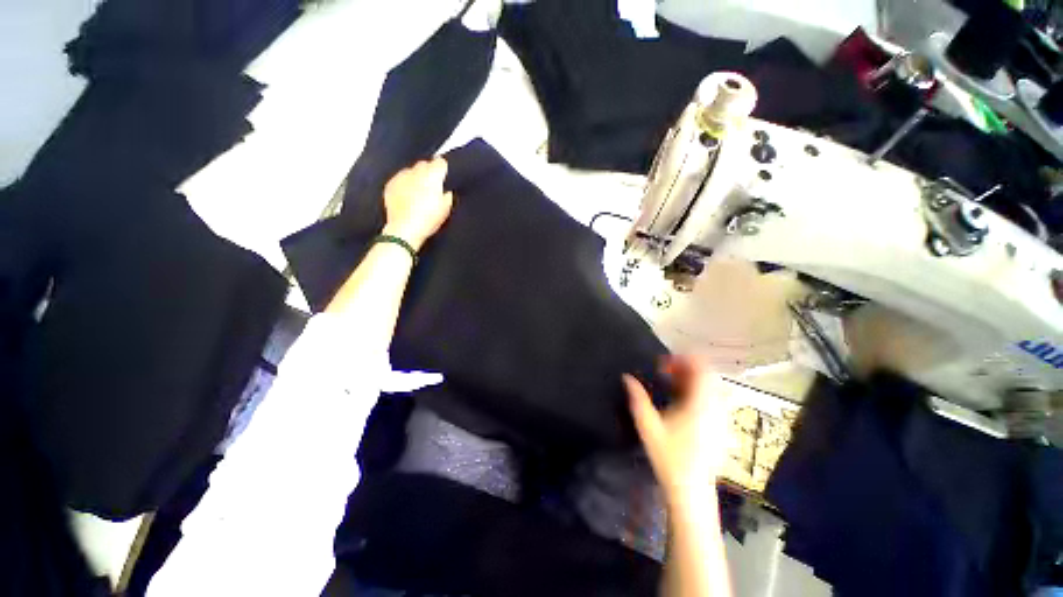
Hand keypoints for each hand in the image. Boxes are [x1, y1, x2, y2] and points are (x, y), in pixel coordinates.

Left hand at [382, 158, 454, 250]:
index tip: (444, 176)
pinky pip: (400, 179)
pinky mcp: (390, 184)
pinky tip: (407, 196)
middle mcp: (416, 172)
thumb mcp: (445, 209)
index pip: (440, 162)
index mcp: (432, 177)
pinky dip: (404, 184)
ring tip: (418, 192)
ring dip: (415, 178)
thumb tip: (446, 191)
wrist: (404, 229)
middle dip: (428, 172)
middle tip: (431, 185)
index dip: (443, 169)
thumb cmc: (428, 220)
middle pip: (424, 164)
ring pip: (410, 171)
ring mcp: (401, 177)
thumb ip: (447, 195)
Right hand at [624, 357, 732, 507]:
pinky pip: (714, 398)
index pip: (701, 368)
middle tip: (665, 372)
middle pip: (707, 374)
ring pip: (712, 386)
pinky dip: (699, 391)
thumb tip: (627, 377)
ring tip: (671, 385)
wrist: (692, 491)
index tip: (662, 364)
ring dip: (692, 379)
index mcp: (700, 404)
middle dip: (685, 367)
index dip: (682, 359)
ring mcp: (722, 418)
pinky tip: (682, 402)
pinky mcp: (722, 427)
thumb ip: (637, 399)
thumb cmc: (669, 458)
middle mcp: (716, 407)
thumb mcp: (648, 426)